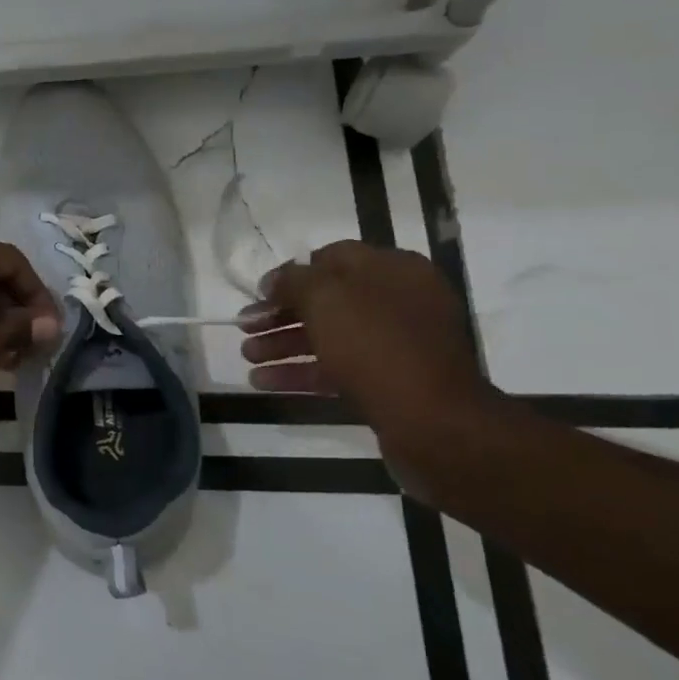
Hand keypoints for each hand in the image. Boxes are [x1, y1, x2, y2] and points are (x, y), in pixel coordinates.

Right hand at [238, 241, 495, 444]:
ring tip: (247, 357)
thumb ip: (293, 280)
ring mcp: (398, 344)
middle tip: (245, 328)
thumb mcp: (325, 297)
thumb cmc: (376, 344)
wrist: (433, 421)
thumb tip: (276, 280)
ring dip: (283, 345)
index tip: (258, 294)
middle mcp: (400, 302)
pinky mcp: (391, 382)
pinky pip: (338, 369)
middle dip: (280, 314)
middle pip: (327, 301)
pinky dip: (301, 373)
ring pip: (329, 337)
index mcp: (394, 270)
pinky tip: (264, 382)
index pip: (332, 258)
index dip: (290, 275)